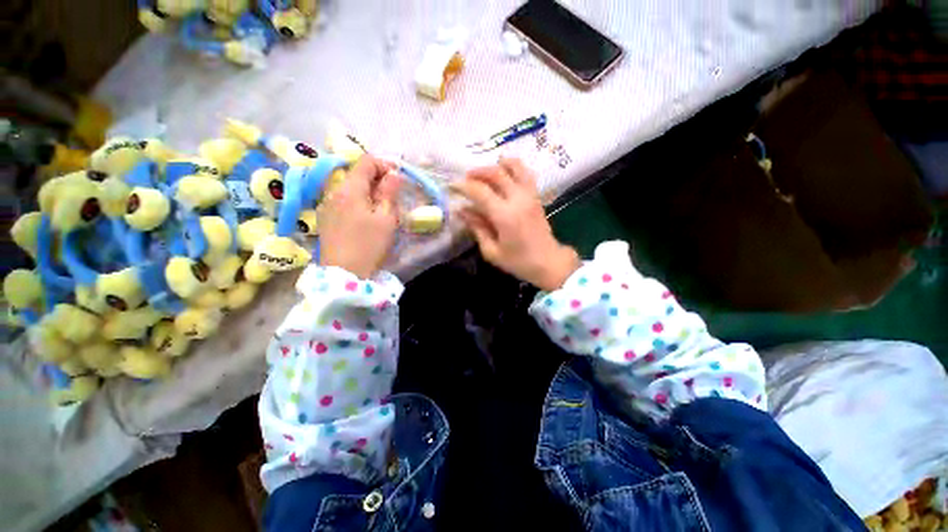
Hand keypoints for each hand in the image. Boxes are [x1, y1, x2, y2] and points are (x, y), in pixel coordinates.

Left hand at [319, 155, 400, 278]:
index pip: (366, 161)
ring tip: (382, 208)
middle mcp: (334, 191)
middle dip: (378, 179)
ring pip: (351, 187)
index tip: (398, 179)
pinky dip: (358, 201)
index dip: (385, 165)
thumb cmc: (369, 244)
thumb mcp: (386, 218)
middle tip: (393, 196)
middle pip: (357, 173)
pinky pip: (344, 200)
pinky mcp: (326, 217)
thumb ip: (389, 192)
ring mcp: (327, 204)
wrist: (344, 273)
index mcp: (350, 188)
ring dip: (369, 191)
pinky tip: (366, 218)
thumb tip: (394, 173)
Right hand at [456, 158, 579, 290]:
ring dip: (496, 165)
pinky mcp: (536, 196)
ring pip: (514, 167)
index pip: (480, 191)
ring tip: (485, 172)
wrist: (549, 262)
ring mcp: (530, 195)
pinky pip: (525, 173)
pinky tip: (504, 171)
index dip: (463, 186)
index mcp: (505, 215)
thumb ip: (477, 228)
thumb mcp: (492, 251)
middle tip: (466, 179)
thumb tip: (461, 211)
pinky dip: (513, 167)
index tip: (452, 186)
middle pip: (496, 173)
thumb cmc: (518, 261)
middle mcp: (518, 199)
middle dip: (477, 172)